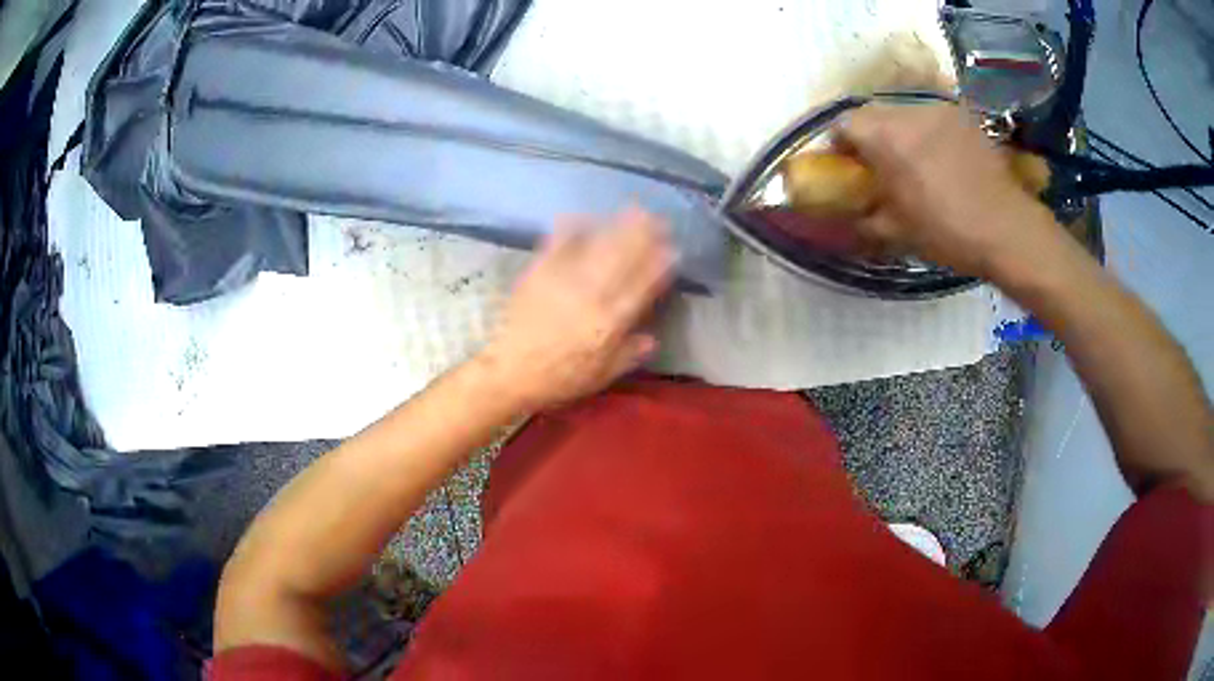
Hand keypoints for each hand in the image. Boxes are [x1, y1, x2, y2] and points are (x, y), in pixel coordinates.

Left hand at [476, 207, 673, 413]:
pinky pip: (559, 244)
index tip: (672, 249)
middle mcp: (592, 294)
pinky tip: (583, 215)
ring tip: (634, 210)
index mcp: (610, 321)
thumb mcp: (601, 376)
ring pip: (597, 246)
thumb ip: (628, 355)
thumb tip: (653, 338)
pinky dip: (573, 228)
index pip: (642, 286)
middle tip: (658, 218)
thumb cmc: (559, 378)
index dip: (659, 265)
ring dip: (618, 226)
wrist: (510, 371)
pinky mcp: (540, 272)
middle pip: (623, 257)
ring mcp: (564, 279)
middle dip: (643, 235)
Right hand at [835, 103, 1061, 277]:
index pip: (843, 124)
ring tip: (917, 163)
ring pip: (905, 112)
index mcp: (884, 136)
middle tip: (882, 167)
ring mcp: (939, 109)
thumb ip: (861, 215)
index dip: (840, 145)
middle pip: (874, 113)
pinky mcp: (964, 116)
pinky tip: (944, 160)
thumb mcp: (895, 232)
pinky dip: (929, 132)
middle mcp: (908, 111)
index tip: (849, 168)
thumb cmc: (947, 231)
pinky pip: (934, 118)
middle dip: (871, 136)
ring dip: (901, 132)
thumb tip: (840, 213)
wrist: (1007, 229)